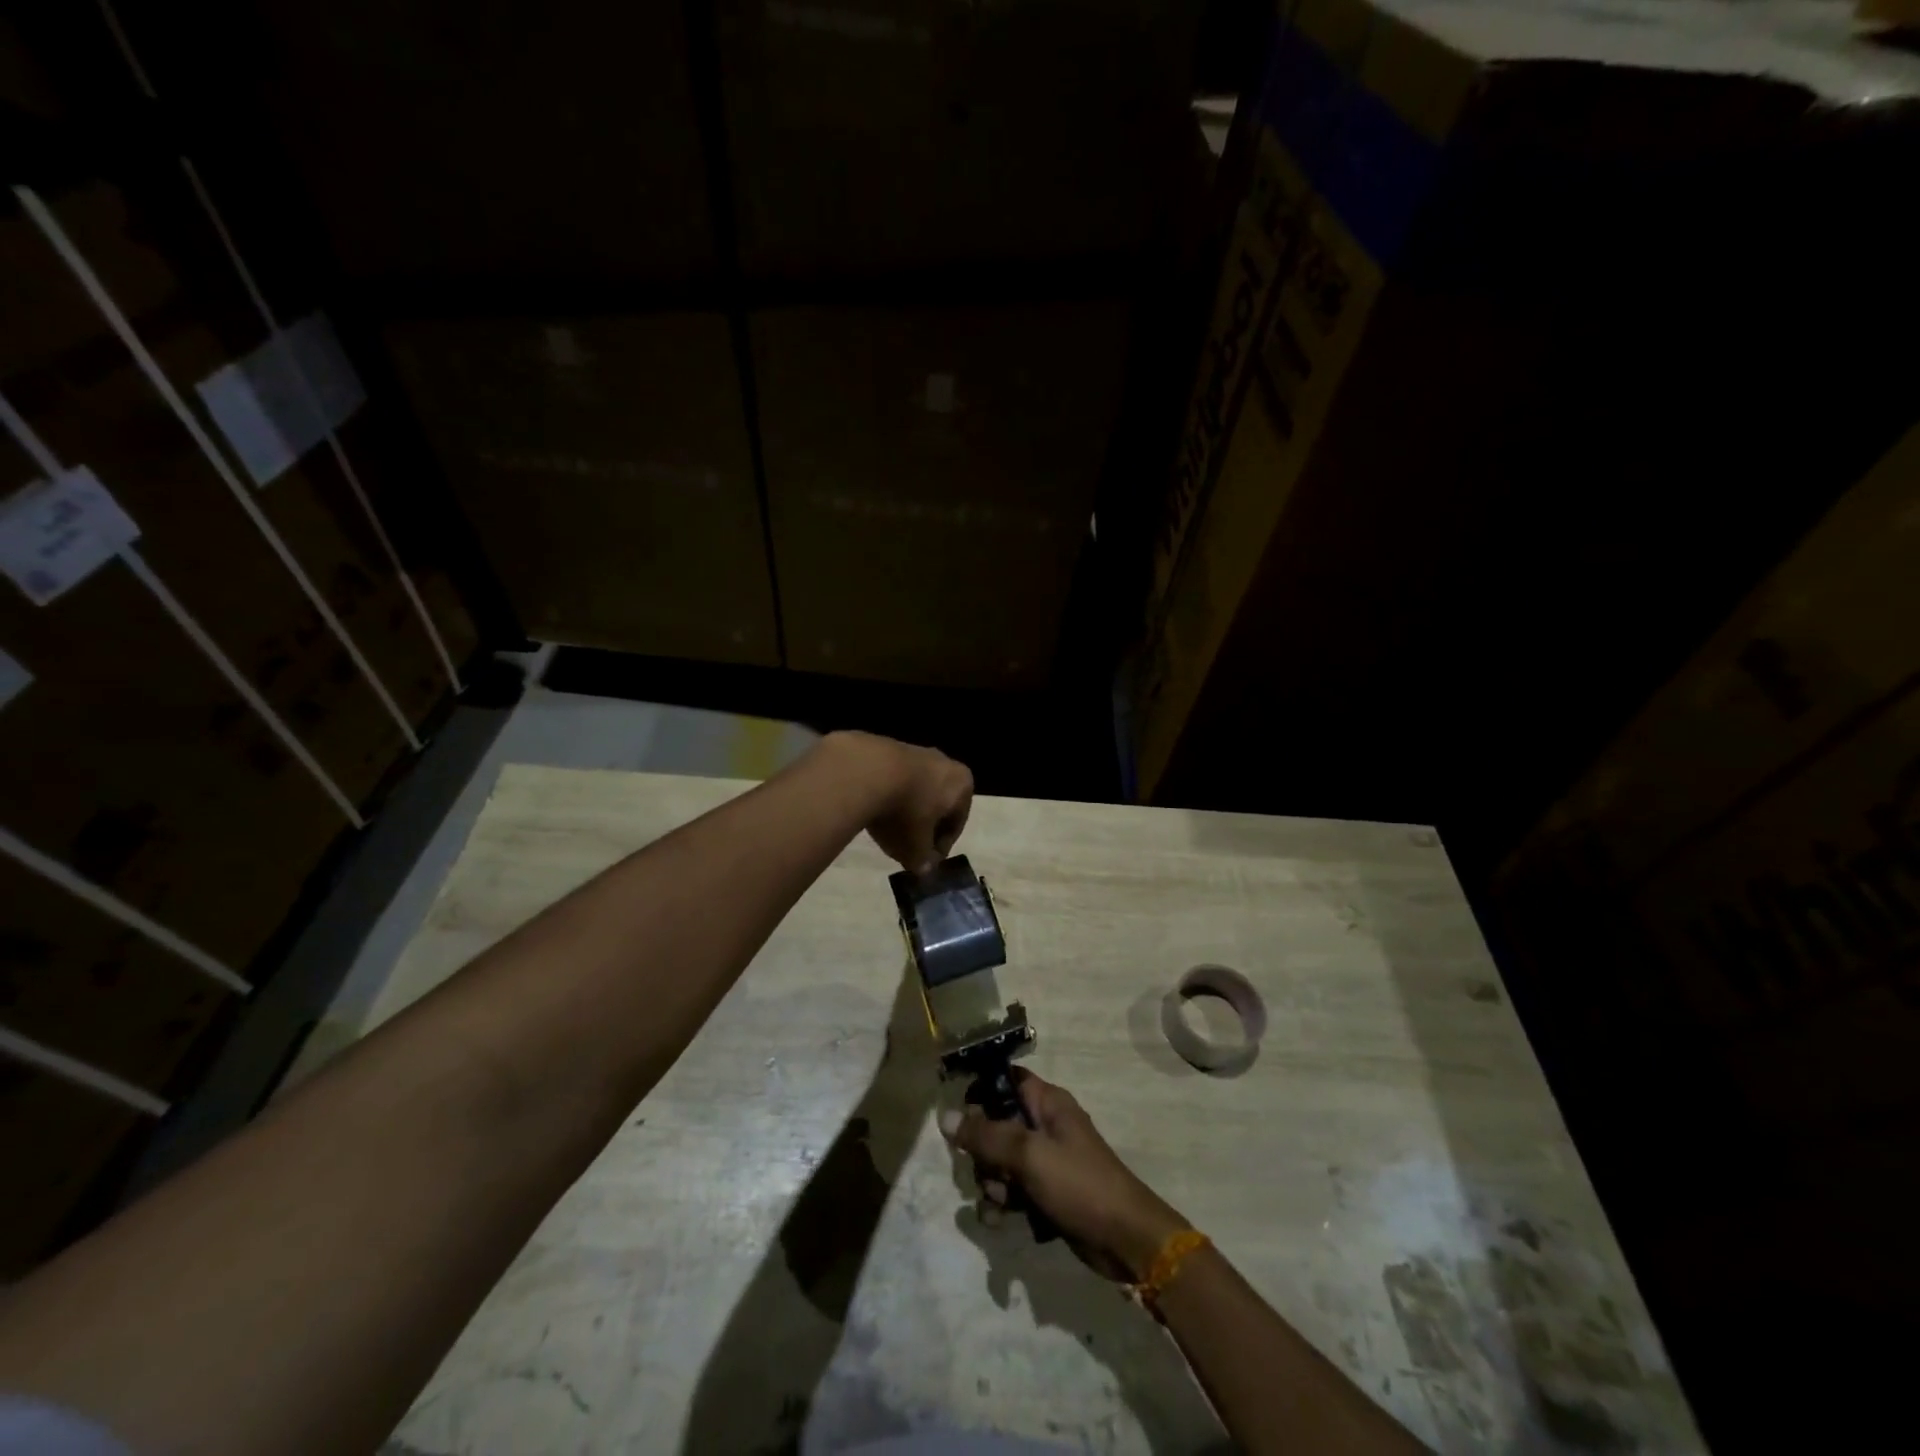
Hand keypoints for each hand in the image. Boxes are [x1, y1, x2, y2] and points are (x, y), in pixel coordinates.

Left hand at [828, 731, 973, 873]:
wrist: (866, 771)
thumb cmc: (905, 812)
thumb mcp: (916, 847)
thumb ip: (922, 861)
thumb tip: (924, 870)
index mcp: (962, 784)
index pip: (956, 824)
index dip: (939, 848)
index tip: (923, 862)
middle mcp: (944, 763)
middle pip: (936, 803)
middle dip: (922, 826)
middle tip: (906, 846)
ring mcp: (915, 751)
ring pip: (914, 790)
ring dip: (904, 810)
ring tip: (885, 829)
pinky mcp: (886, 747)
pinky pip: (892, 779)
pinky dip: (886, 794)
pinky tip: (871, 809)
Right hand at [939, 1070, 1186, 1280]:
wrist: (1126, 1240)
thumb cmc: (1079, 1184)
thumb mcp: (1029, 1155)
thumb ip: (986, 1135)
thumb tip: (945, 1115)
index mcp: (1047, 1102)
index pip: (1005, 1079)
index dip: (980, 1091)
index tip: (959, 1116)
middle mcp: (1044, 1125)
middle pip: (995, 1124)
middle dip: (984, 1152)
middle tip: (989, 1171)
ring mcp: (1045, 1160)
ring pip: (1000, 1161)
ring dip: (992, 1183)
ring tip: (1000, 1203)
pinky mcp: (1046, 1192)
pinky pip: (1012, 1190)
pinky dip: (1003, 1204)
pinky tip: (999, 1221)